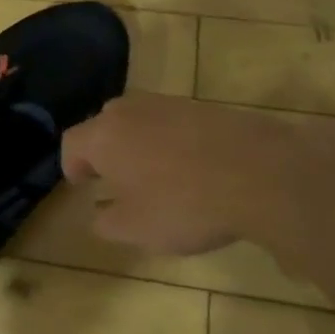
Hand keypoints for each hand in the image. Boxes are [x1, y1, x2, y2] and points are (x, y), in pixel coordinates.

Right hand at [60, 94, 305, 255]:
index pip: (72, 143)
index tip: (83, 185)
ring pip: (140, 121)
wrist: (263, 173)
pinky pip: (173, 123)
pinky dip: (172, 141)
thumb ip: (106, 223)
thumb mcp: (136, 230)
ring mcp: (169, 103)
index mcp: (103, 136)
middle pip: (104, 125)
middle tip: (114, 177)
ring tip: (154, 173)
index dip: (72, 165)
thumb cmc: (184, 204)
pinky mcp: (204, 106)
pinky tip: (191, 166)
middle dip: (104, 150)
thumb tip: (99, 214)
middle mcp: (129, 110)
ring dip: (139, 143)